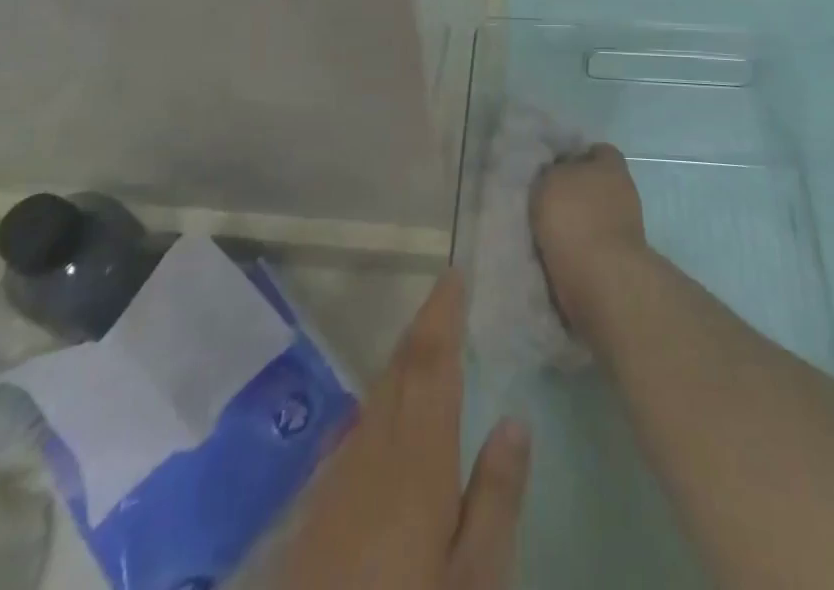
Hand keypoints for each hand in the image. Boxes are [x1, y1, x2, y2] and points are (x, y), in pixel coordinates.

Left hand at [275, 271, 529, 589]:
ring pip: (375, 397)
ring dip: (402, 362)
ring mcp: (338, 476)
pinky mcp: (317, 508)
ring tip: (427, 344)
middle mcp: (372, 448)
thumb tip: (516, 421)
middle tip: (447, 298)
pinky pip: (357, 431)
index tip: (455, 273)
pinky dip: (382, 404)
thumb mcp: (474, 580)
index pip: (431, 362)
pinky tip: (388, 418)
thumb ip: (495, 497)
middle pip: (399, 370)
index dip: (443, 312)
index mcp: (416, 455)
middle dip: (423, 328)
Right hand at [532, 144, 647, 325]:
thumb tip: (556, 172)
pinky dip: (579, 247)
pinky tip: (557, 252)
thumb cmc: (574, 217)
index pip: (596, 151)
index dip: (575, 157)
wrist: (600, 278)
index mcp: (611, 165)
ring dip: (577, 221)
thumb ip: (553, 170)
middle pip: (596, 184)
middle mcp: (624, 190)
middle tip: (547, 200)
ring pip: (595, 215)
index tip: (553, 168)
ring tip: (547, 230)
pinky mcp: (621, 258)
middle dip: (576, 191)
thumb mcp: (550, 179)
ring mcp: (627, 226)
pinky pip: (594, 243)